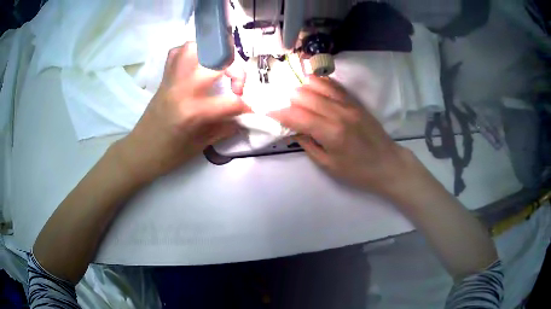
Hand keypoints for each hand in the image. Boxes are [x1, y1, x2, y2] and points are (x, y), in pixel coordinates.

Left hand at [114, 42, 247, 183]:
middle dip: (236, 71)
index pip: (231, 101)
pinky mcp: (164, 77)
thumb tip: (242, 118)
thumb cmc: (168, 155)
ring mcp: (172, 79)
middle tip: (235, 87)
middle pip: (218, 62)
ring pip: (196, 47)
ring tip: (218, 69)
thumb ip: (224, 128)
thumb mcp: (200, 146)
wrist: (139, 151)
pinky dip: (192, 52)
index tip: (249, 112)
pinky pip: (177, 52)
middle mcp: (183, 88)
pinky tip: (198, 65)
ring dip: (213, 54)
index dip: (246, 107)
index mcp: (193, 111)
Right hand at [269, 77, 430, 200]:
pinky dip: (320, 83)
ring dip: (303, 89)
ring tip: (298, 99)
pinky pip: (334, 84)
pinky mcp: (355, 101)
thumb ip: (308, 144)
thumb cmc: (357, 171)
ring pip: (318, 84)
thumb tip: (294, 130)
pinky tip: (314, 88)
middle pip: (304, 94)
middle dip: (289, 101)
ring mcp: (348, 104)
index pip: (297, 115)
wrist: (388, 164)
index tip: (268, 113)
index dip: (279, 113)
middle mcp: (338, 112)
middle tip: (286, 110)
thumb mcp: (328, 165)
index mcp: (330, 132)